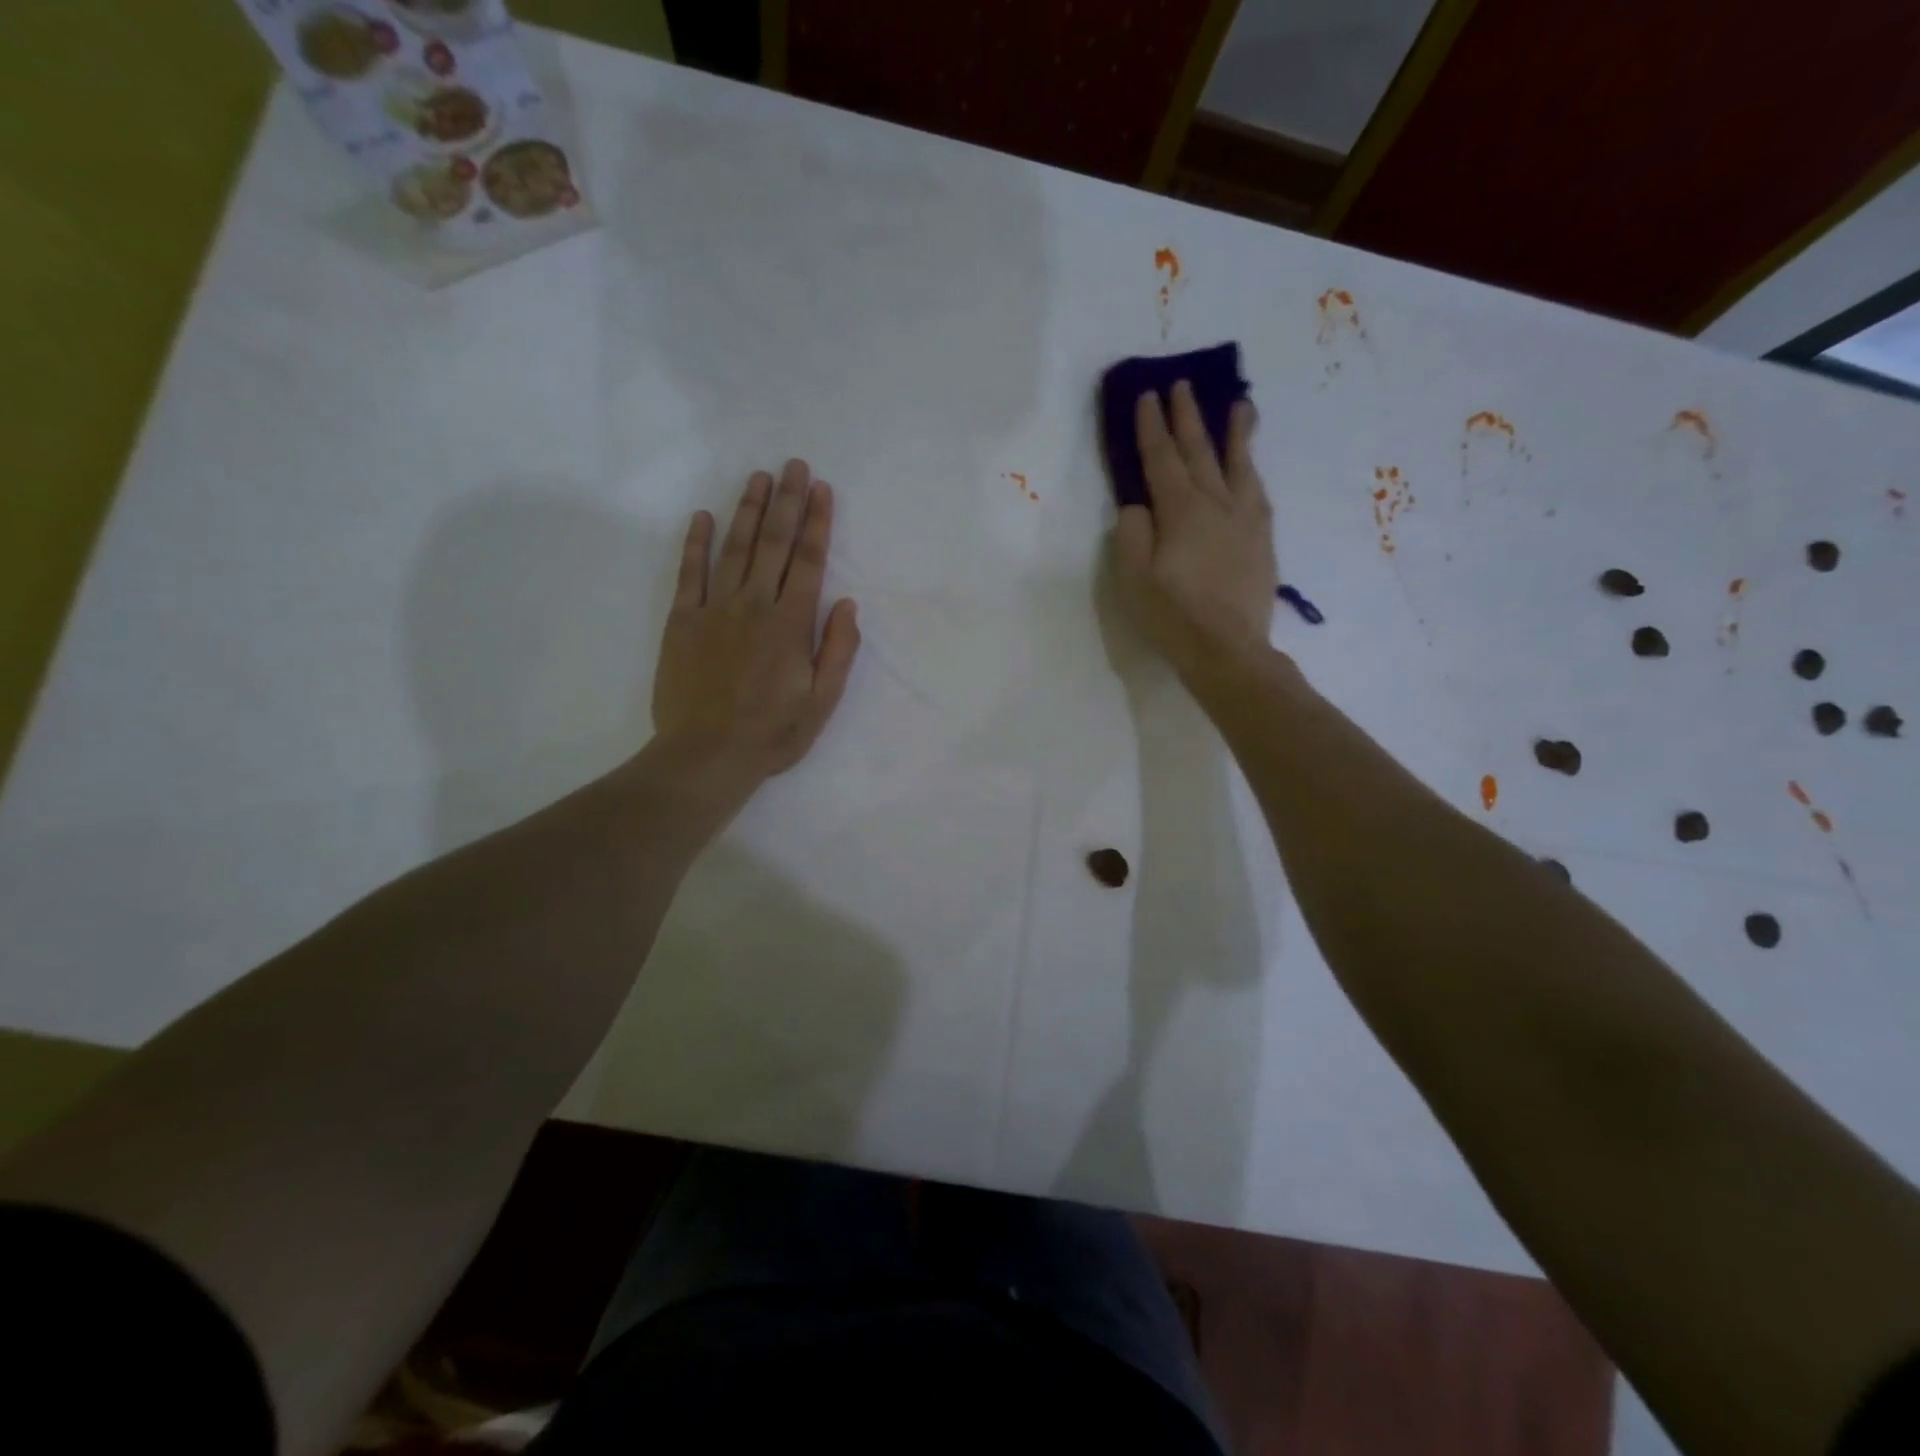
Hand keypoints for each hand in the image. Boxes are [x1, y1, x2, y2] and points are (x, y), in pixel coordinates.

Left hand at [650, 460, 860, 799]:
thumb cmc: (772, 733)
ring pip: (735, 549)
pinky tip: (703, 517)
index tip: (821, 489)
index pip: (809, 562)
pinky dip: (696, 543)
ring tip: (759, 478)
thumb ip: (837, 650)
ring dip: (749, 511)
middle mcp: (754, 605)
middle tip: (794, 465)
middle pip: (774, 544)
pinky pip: (689, 574)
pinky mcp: (682, 622)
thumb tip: (846, 604)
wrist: (706, 755)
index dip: (817, 523)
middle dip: (787, 502)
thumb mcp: (822, 701)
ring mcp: (715, 610)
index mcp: (790, 624)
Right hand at [1112, 382, 1276, 681]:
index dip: (1152, 427)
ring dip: (1234, 432)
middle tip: (1182, 385)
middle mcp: (1216, 504)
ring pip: (1238, 465)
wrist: (1229, 650)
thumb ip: (1131, 535)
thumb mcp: (1134, 579)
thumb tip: (1138, 506)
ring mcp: (1245, 520)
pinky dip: (1252, 470)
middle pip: (1199, 452)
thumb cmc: (1173, 617)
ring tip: (1240, 404)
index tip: (1147, 395)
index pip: (1161, 459)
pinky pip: (1257, 491)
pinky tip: (1251, 465)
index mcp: (1180, 511)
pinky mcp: (1262, 539)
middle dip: (1188, 417)